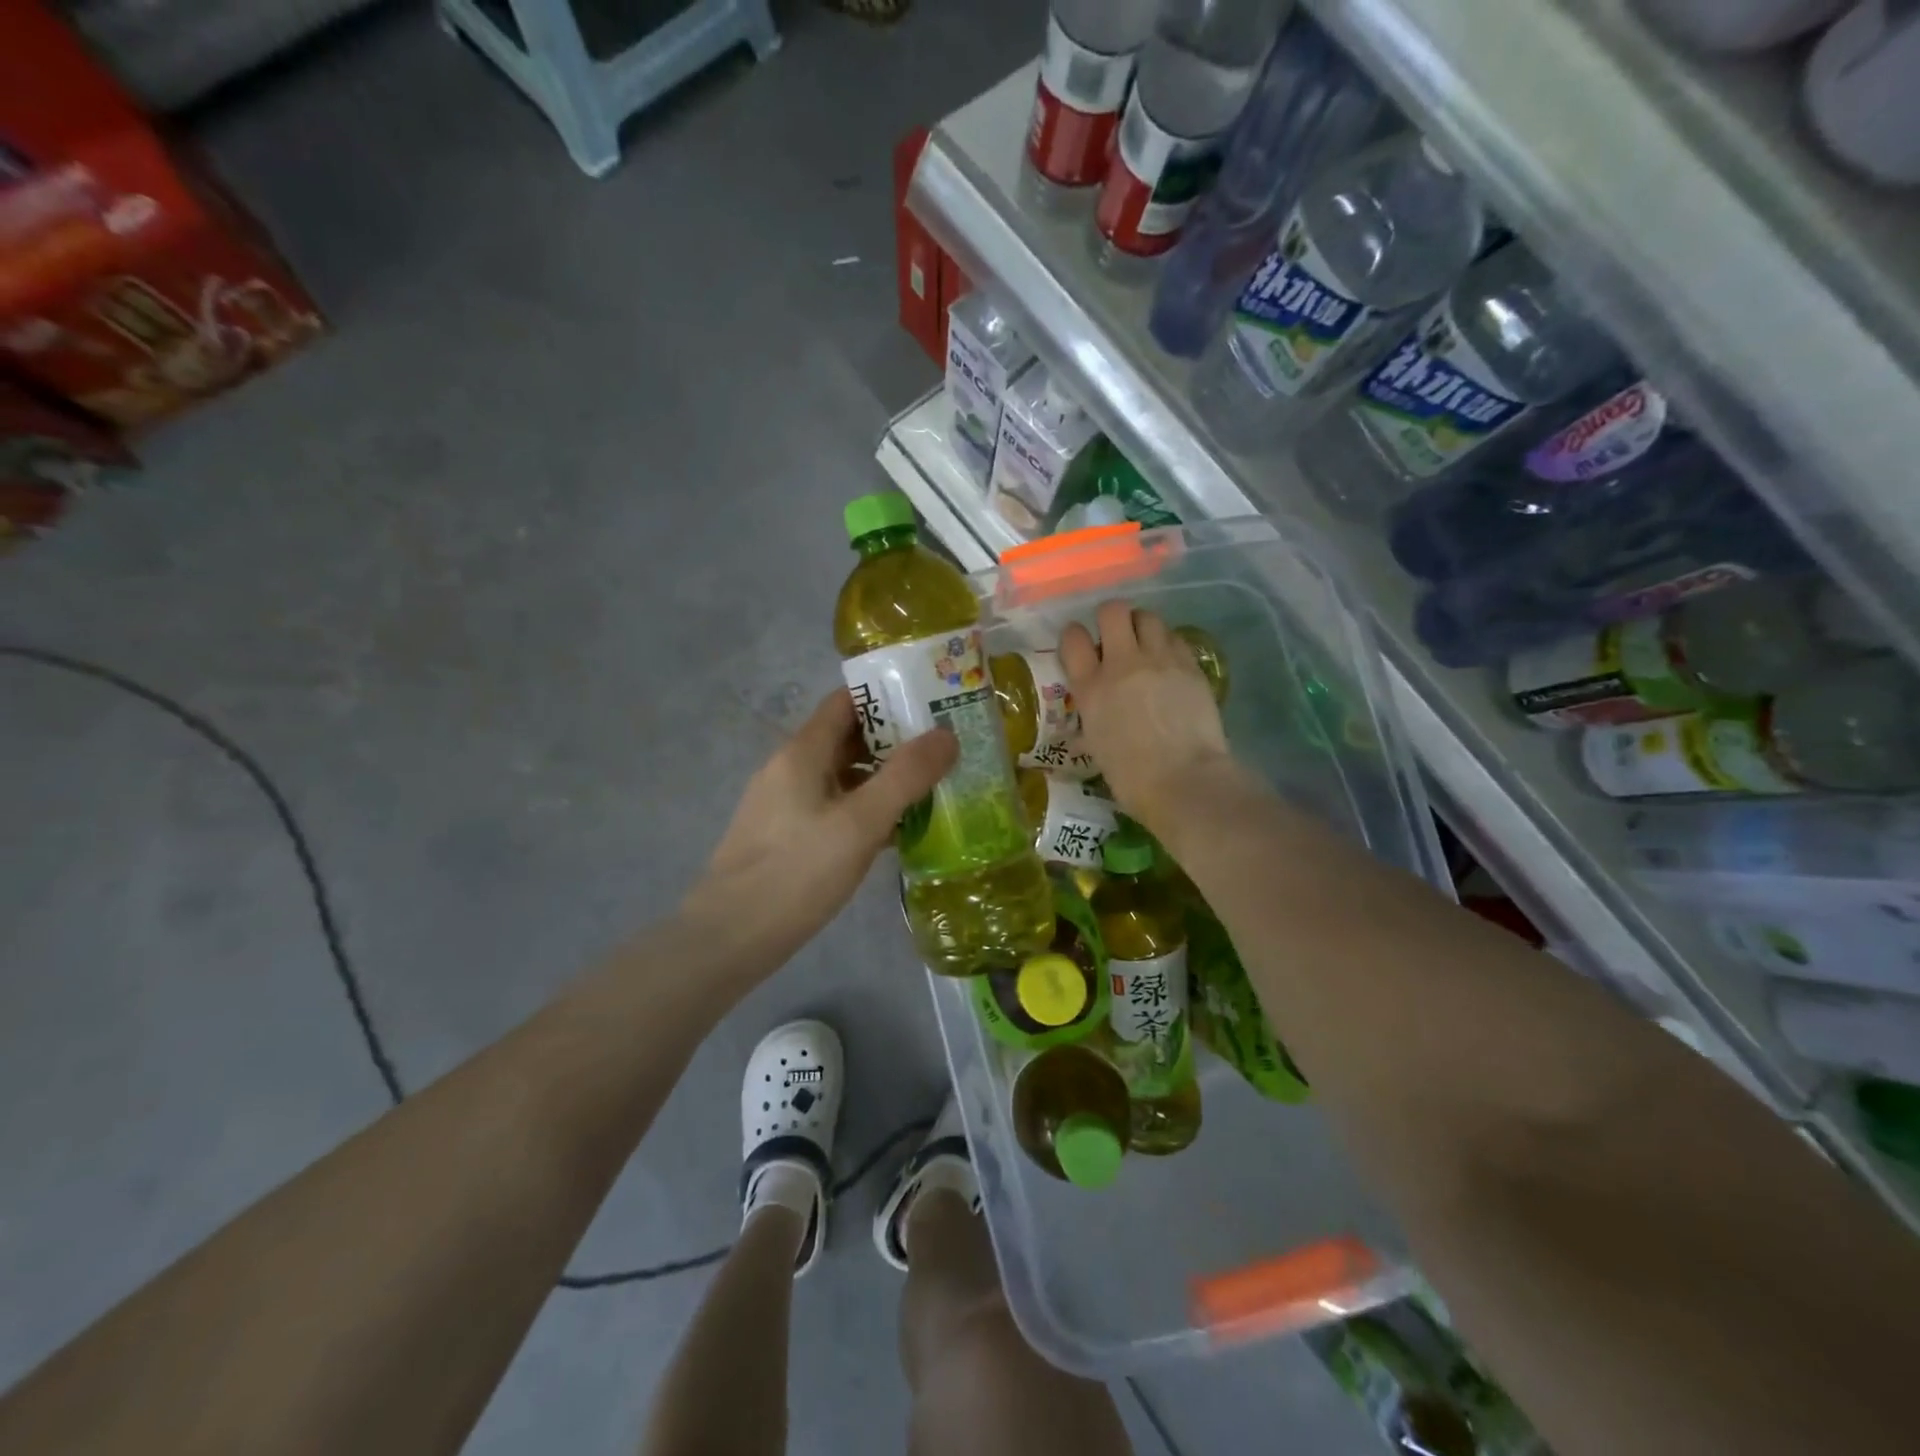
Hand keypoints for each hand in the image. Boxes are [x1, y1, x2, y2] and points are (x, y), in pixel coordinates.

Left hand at [684, 688, 958, 966]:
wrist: (729, 938)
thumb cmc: (796, 873)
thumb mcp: (860, 823)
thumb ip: (905, 776)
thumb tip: (946, 734)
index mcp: (802, 752)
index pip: (846, 702)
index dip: (887, 697)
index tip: (931, 704)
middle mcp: (790, 768)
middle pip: (846, 738)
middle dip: (894, 739)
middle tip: (943, 749)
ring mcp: (784, 804)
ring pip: (841, 776)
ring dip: (882, 777)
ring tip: (930, 787)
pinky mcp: (785, 836)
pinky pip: (832, 807)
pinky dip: (864, 809)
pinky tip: (894, 831)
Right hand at [1061, 600, 1232, 835]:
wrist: (1184, 781)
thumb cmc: (1131, 778)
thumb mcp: (1096, 747)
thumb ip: (1090, 723)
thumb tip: (1084, 728)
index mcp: (1090, 687)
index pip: (1072, 637)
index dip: (1075, 637)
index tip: (1081, 648)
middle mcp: (1122, 664)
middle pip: (1112, 611)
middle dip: (1111, 619)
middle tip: (1116, 638)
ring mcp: (1159, 661)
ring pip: (1147, 616)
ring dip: (1142, 627)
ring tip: (1146, 646)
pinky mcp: (1190, 666)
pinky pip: (1175, 638)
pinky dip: (1168, 644)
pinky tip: (1170, 664)